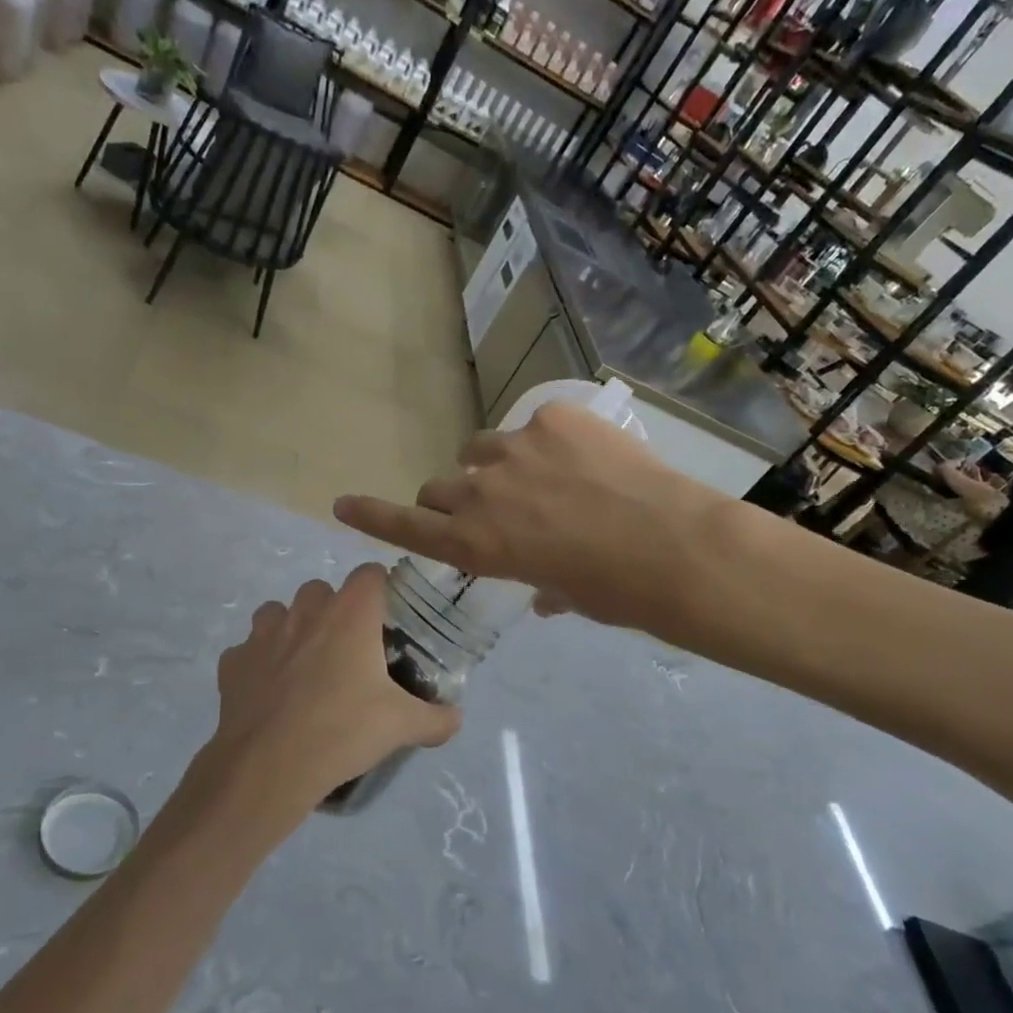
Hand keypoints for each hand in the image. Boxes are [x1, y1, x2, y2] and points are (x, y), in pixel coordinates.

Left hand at [180, 564, 460, 835]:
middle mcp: (306, 610)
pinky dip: (259, 662)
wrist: (269, 767)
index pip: (370, 573)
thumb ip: (436, 718)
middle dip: (334, 610)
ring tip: (305, 665)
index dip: (380, 589)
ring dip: (293, 628)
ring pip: (279, 611)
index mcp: (351, 614)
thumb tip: (455, 718)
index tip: (386, 617)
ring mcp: (263, 633)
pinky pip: (249, 649)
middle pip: (322, 589)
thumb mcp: (402, 726)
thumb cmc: (343, 731)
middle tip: (348, 650)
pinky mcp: (233, 661)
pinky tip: (270, 692)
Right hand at [333, 403, 727, 633]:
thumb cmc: (613, 591)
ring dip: (497, 465)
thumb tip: (546, 592)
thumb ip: (542, 585)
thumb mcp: (566, 595)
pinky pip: (535, 425)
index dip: (371, 515)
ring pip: (481, 449)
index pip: (406, 526)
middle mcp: (480, 493)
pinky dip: (549, 441)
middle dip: (456, 500)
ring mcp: (514, 448)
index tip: (342, 503)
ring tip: (543, 478)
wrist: (670, 544)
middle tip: (494, 508)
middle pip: (440, 487)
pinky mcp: (552, 417)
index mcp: (476, 545)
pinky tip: (587, 457)